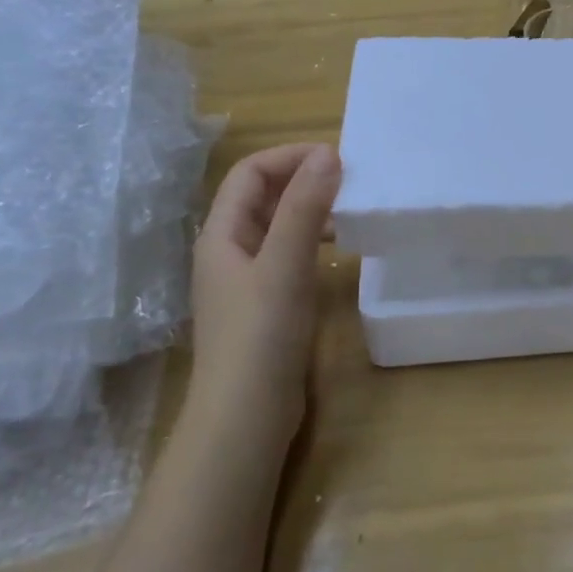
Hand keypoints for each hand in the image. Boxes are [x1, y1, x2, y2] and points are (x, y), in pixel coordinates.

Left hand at [188, 143, 341, 448]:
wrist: (245, 417)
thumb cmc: (260, 335)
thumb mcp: (285, 265)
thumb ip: (304, 208)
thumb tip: (328, 154)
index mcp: (222, 234)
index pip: (250, 173)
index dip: (289, 157)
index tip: (336, 158)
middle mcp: (229, 250)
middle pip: (262, 196)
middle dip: (302, 180)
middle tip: (350, 181)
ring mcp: (246, 280)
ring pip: (277, 226)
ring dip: (309, 210)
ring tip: (349, 210)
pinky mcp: (265, 304)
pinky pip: (288, 255)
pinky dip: (312, 241)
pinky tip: (337, 252)